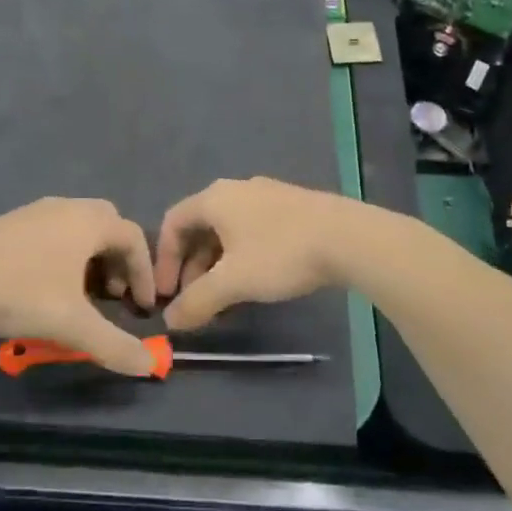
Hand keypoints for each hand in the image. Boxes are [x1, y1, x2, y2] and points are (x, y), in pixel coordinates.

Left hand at [0, 197, 158, 374]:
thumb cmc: (19, 291)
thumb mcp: (72, 325)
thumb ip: (114, 346)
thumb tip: (150, 365)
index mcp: (88, 221)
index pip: (133, 238)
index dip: (145, 273)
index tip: (142, 306)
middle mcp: (67, 207)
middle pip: (108, 225)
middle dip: (119, 260)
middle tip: (114, 295)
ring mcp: (36, 211)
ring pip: (79, 228)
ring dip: (91, 258)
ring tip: (82, 296)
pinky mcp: (12, 222)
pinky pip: (55, 231)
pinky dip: (66, 254)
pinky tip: (49, 286)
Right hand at [155, 178, 358, 330]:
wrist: (348, 237)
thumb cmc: (280, 254)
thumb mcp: (232, 282)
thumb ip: (197, 302)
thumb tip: (170, 321)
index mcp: (215, 198)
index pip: (173, 223)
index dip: (163, 260)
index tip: (168, 294)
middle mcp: (235, 190)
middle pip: (200, 228)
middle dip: (192, 268)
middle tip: (195, 302)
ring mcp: (265, 196)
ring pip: (227, 232)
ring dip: (217, 266)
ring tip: (224, 299)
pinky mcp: (290, 207)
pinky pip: (251, 231)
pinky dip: (241, 257)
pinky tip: (254, 282)